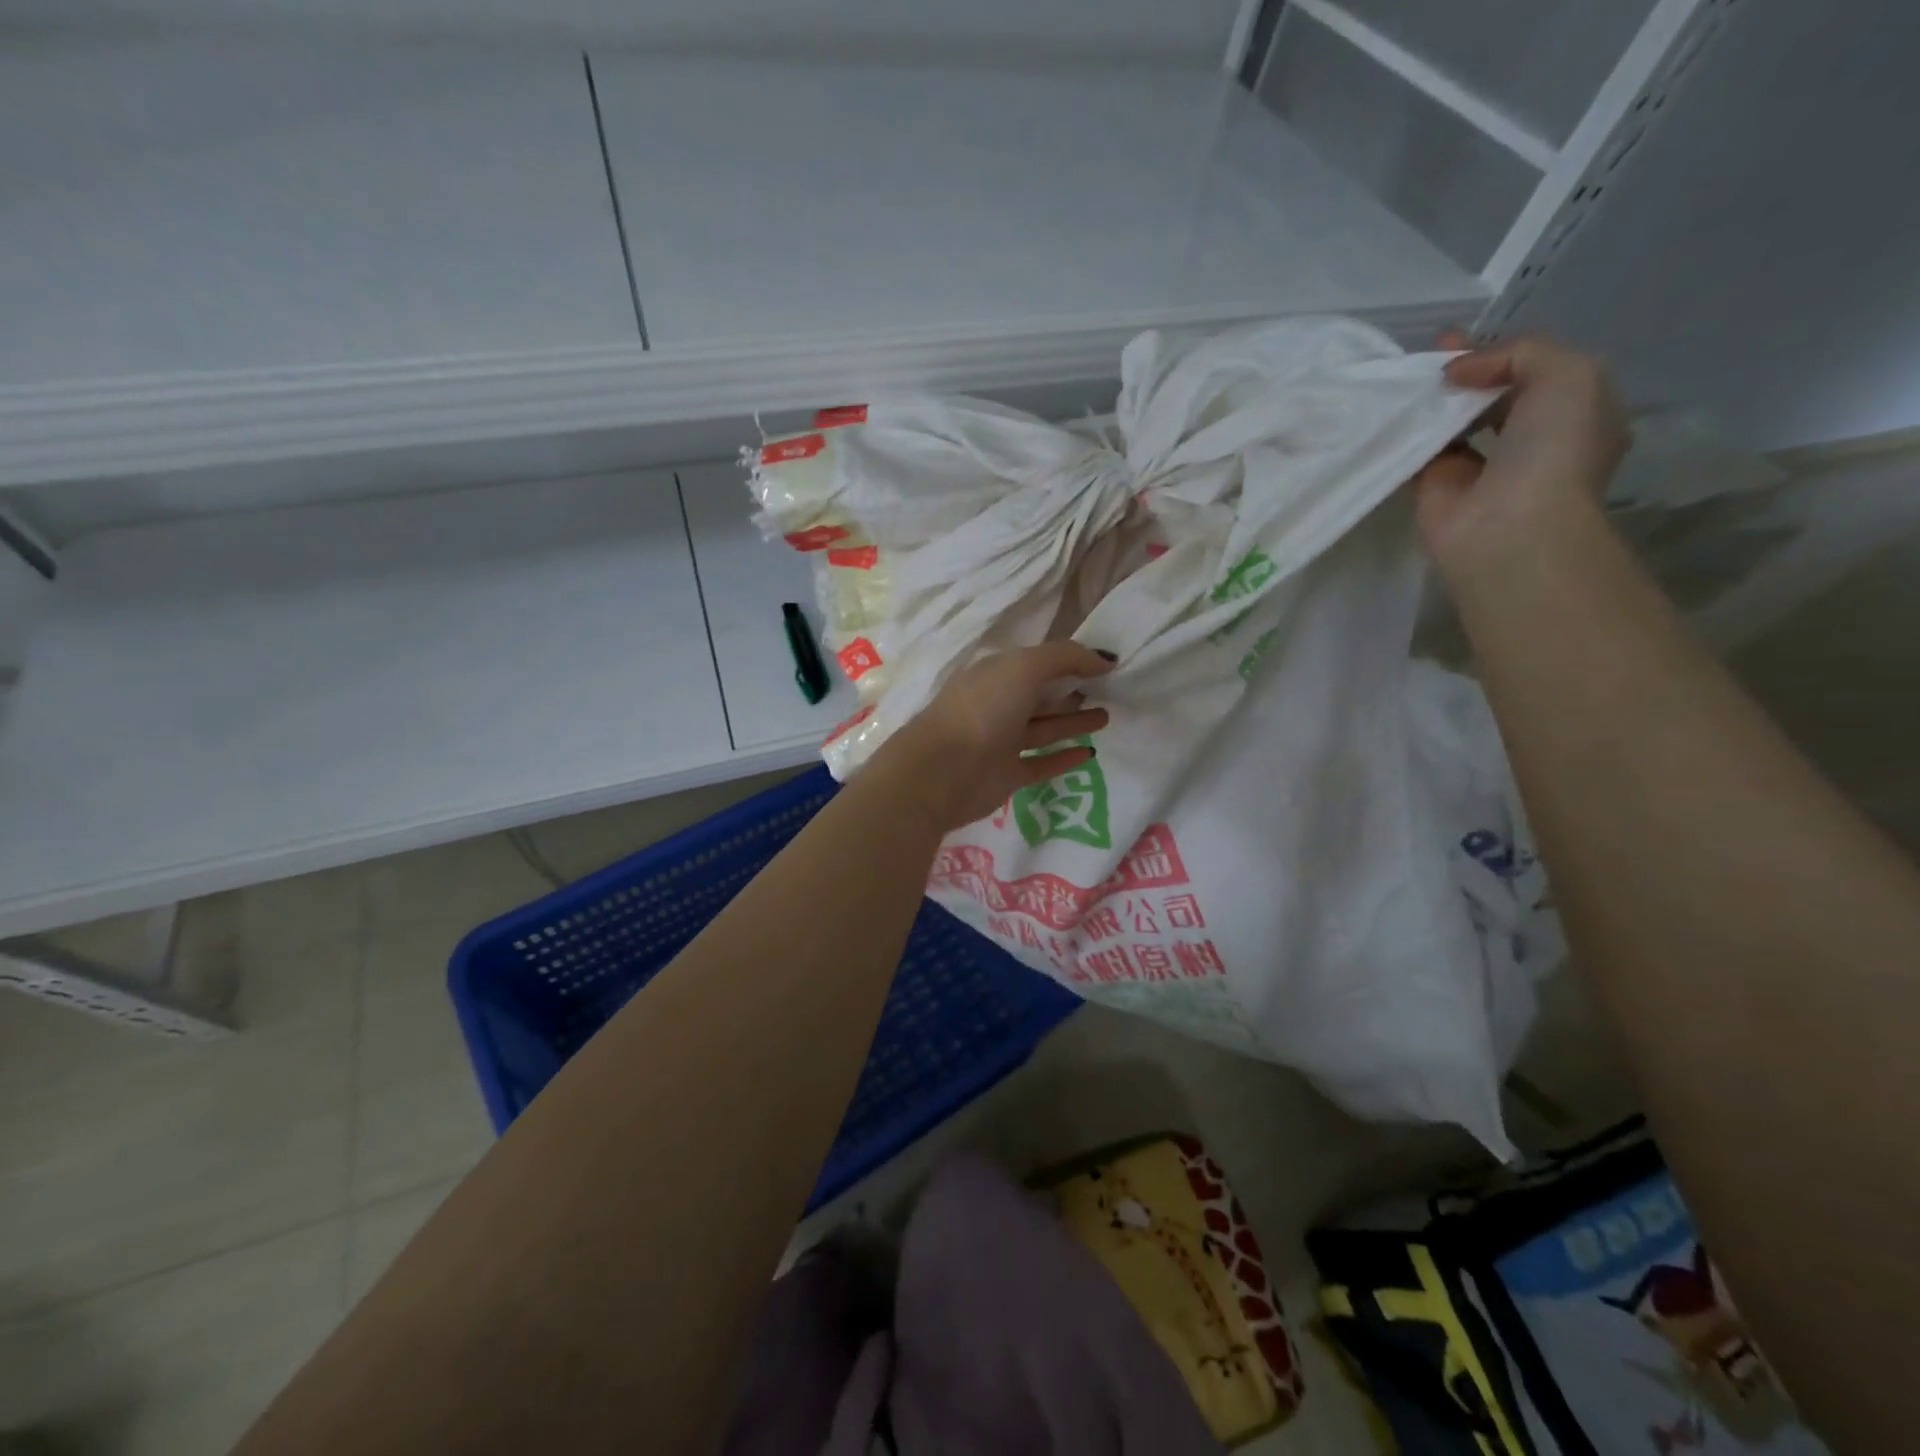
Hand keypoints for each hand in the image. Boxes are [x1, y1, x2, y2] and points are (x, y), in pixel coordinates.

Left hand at [875, 641, 1114, 833]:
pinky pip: (1041, 763)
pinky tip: (1090, 753)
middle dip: (1072, 691)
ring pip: (1044, 728)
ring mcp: (1001, 742)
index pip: (1038, 663)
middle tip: (1111, 691)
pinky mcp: (1007, 775)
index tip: (1106, 664)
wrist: (942, 771)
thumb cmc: (983, 709)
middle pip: (1041, 695)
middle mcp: (998, 705)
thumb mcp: (1024, 667)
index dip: (1070, 661)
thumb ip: (1065, 657)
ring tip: (1107, 716)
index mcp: (996, 674)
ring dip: (1073, 721)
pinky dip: (1064, 758)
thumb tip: (1106, 659)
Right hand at [1415, 333, 1631, 581]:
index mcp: (1574, 412)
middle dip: (1462, 373)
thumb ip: (1519, 352)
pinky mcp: (1436, 490)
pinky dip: (1405, 434)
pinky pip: (1419, 452)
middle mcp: (1530, 439)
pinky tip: (1390, 413)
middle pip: (1491, 394)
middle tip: (1426, 357)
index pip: (1535, 370)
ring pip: (1453, 422)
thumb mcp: (1568, 374)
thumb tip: (1457, 373)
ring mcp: (1481, 467)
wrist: (1508, 527)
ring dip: (1431, 402)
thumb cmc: (1553, 449)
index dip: (1500, 351)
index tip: (1457, 341)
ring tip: (1402, 379)